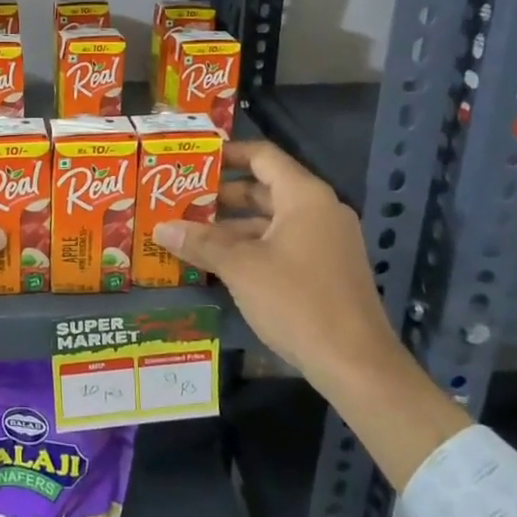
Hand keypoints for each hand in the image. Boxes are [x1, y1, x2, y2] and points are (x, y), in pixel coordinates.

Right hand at [152, 139, 391, 379]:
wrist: (355, 364)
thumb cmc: (297, 301)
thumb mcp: (240, 268)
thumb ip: (200, 243)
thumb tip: (160, 228)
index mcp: (305, 197)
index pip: (263, 156)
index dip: (228, 153)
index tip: (193, 160)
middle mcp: (320, 210)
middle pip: (265, 188)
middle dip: (222, 195)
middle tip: (180, 199)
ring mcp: (327, 241)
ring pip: (272, 220)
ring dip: (233, 226)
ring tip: (190, 232)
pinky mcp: (327, 269)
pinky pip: (283, 244)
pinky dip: (252, 246)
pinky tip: (219, 263)